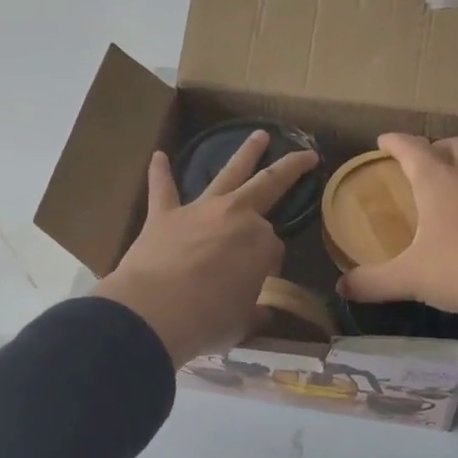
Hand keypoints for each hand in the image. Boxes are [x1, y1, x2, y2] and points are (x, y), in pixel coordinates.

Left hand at [93, 131, 318, 366]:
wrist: (153, 313)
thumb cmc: (207, 320)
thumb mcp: (242, 322)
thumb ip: (255, 312)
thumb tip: (263, 313)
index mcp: (261, 242)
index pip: (273, 247)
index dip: (268, 265)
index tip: (259, 282)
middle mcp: (235, 216)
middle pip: (267, 185)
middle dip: (289, 169)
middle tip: (304, 155)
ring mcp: (198, 211)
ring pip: (226, 174)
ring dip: (244, 154)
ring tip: (258, 135)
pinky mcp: (163, 216)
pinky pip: (163, 189)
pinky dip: (160, 173)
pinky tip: (158, 156)